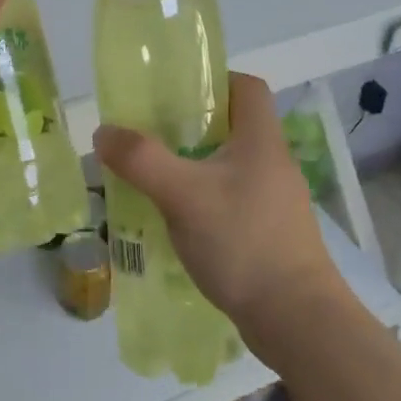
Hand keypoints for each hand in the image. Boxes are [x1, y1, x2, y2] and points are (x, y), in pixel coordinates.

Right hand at [94, 73, 343, 337]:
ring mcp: (276, 202)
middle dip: (191, 128)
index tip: (175, 94)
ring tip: (155, 181)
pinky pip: (232, 203)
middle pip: (233, 127)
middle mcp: (273, 163)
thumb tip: (104, 132)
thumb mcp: (182, 194)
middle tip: (151, 137)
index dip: (214, 80)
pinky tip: (177, 224)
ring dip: (194, 168)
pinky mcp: (271, 235)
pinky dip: (205, 203)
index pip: (246, 87)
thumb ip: (140, 160)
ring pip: (229, 168)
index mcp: (261, 140)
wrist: (296, 320)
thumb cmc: (243, 241)